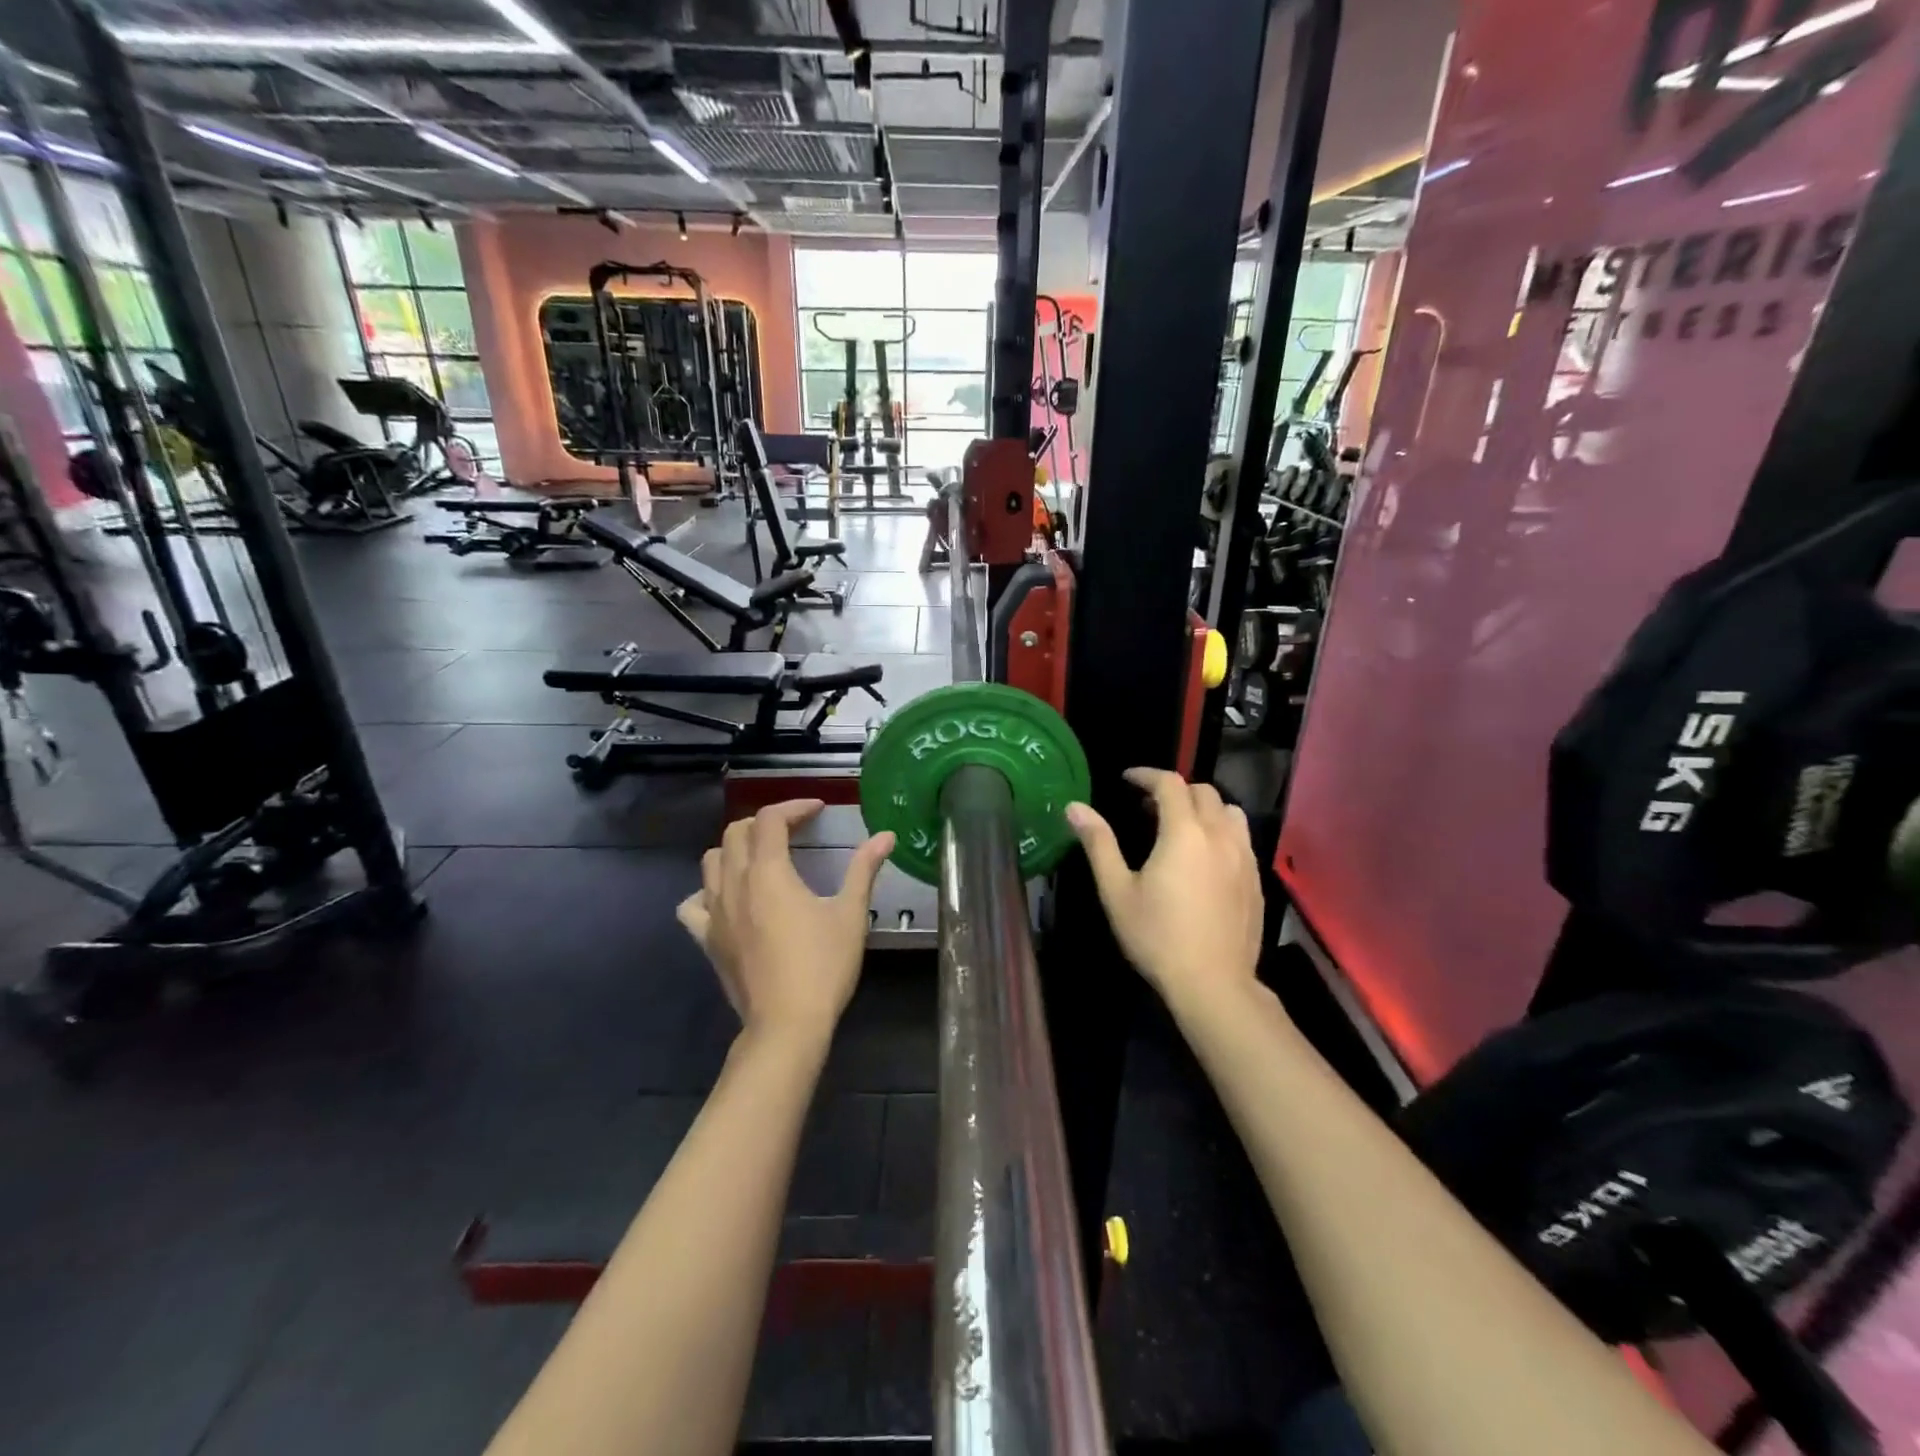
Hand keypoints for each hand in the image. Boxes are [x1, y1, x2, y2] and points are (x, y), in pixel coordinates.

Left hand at [677, 800, 895, 1045]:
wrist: (786, 1024)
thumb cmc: (823, 966)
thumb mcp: (850, 914)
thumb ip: (864, 869)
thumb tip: (885, 836)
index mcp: (769, 872)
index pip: (770, 819)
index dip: (794, 806)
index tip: (817, 810)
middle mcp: (734, 884)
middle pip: (736, 832)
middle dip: (765, 823)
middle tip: (794, 830)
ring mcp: (714, 913)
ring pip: (711, 861)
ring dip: (735, 849)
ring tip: (762, 858)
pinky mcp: (706, 940)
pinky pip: (693, 904)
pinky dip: (707, 891)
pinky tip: (728, 899)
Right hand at [1066, 769, 1264, 1010]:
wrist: (1213, 984)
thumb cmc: (1157, 936)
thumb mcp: (1117, 891)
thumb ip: (1099, 844)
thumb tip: (1075, 807)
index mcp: (1184, 832)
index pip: (1170, 783)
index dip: (1146, 775)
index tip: (1127, 780)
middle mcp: (1219, 835)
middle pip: (1203, 792)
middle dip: (1175, 789)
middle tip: (1148, 807)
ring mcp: (1244, 857)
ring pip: (1230, 811)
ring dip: (1204, 807)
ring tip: (1182, 826)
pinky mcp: (1256, 880)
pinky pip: (1242, 838)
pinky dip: (1221, 831)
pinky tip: (1205, 858)